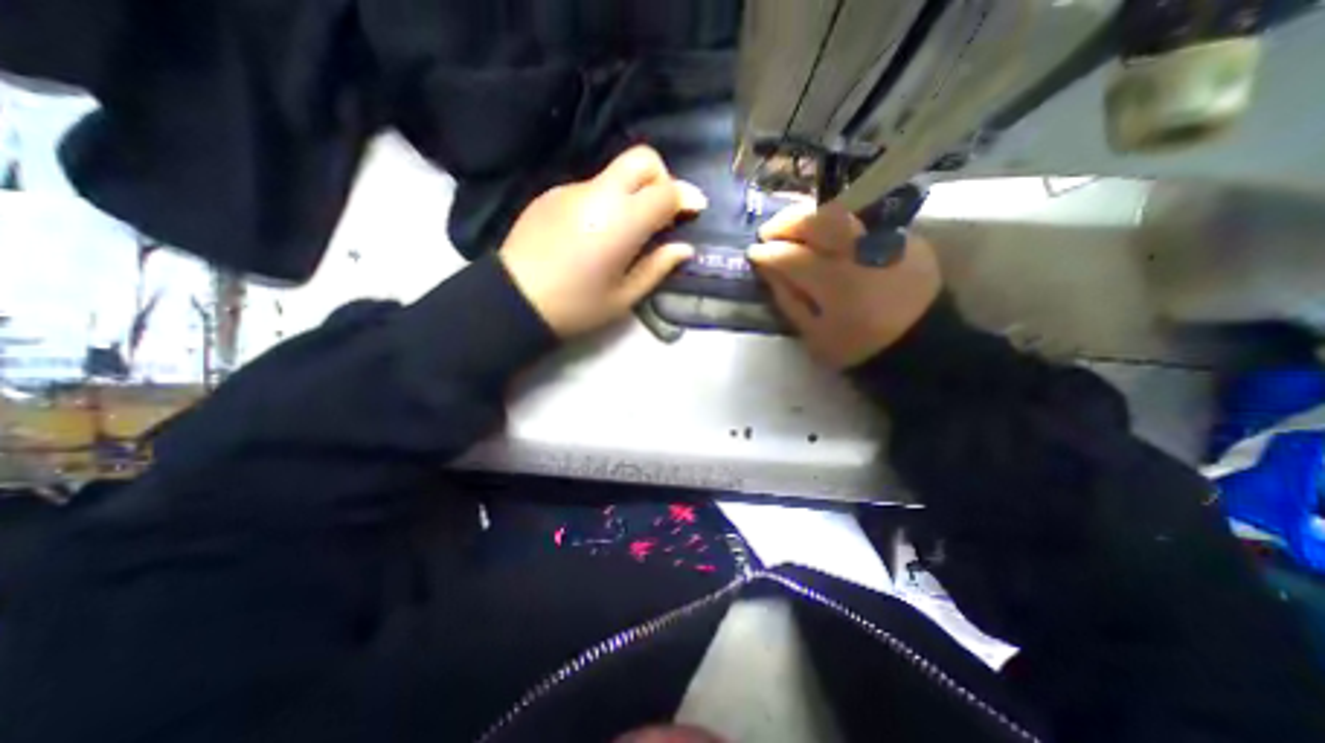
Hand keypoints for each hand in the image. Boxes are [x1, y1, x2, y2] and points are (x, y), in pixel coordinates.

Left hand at [496, 146, 701, 335]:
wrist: (514, 300)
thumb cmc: (577, 306)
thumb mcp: (625, 296)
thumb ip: (658, 267)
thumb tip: (684, 248)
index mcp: (621, 222)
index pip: (665, 191)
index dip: (686, 197)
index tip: (695, 209)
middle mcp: (599, 194)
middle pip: (641, 159)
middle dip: (662, 177)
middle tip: (662, 210)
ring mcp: (572, 189)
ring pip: (615, 173)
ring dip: (632, 191)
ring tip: (626, 229)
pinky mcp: (552, 193)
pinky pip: (591, 187)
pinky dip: (605, 201)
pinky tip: (595, 231)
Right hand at [743, 202, 940, 367]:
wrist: (921, 346)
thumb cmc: (858, 347)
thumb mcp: (813, 334)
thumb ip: (788, 299)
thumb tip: (768, 269)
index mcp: (835, 283)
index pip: (791, 256)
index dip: (767, 253)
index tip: (753, 253)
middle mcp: (861, 252)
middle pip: (817, 219)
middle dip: (786, 222)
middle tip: (770, 233)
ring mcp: (886, 240)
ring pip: (841, 211)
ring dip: (809, 216)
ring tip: (794, 229)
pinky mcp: (904, 237)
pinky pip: (862, 220)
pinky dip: (837, 224)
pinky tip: (827, 238)